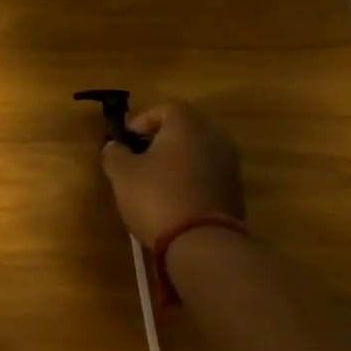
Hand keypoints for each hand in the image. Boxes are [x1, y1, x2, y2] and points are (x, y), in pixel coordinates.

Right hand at [99, 101, 243, 247]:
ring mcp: (229, 163)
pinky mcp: (235, 188)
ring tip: (153, 181)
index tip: (126, 142)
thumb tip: (115, 146)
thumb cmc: (156, 197)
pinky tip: (173, 197)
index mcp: (187, 125)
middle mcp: (214, 136)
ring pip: (197, 150)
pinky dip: (190, 177)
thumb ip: (115, 153)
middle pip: (184, 128)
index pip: (164, 108)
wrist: (202, 241)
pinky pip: (207, 172)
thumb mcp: (122, 174)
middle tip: (138, 159)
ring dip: (176, 160)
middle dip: (159, 140)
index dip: (141, 121)